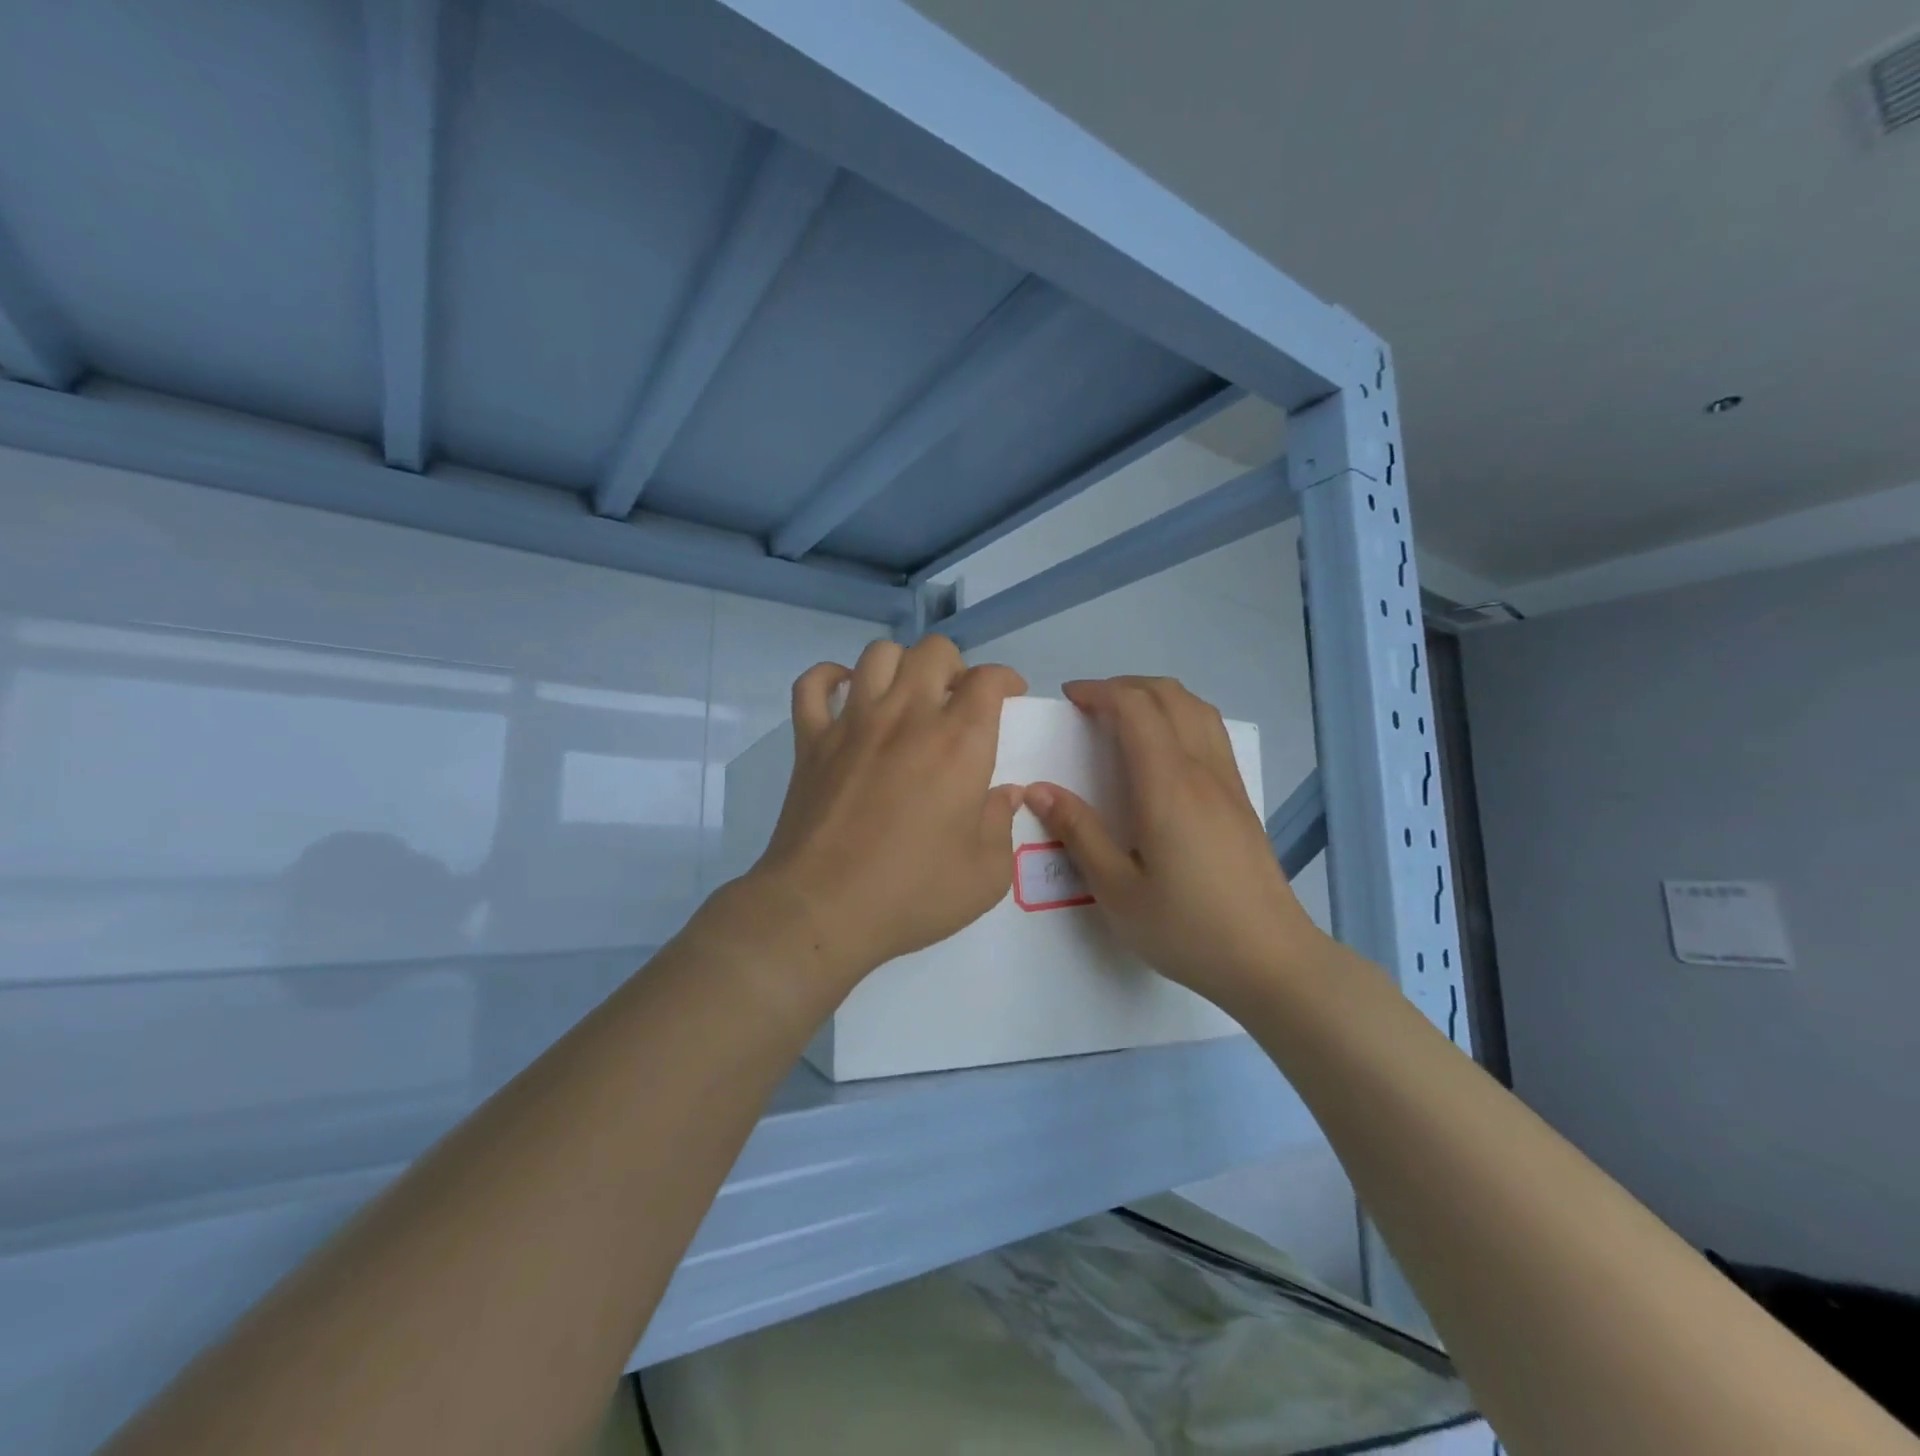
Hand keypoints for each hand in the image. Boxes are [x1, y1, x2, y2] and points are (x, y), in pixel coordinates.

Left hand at [736, 635, 1026, 991]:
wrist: (822, 910)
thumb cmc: (912, 894)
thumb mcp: (986, 873)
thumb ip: (1002, 823)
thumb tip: (1004, 794)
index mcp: (959, 743)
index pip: (988, 679)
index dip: (1005, 679)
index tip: (1009, 696)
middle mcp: (907, 716)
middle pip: (933, 651)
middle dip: (955, 666)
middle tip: (956, 699)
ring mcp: (853, 723)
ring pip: (878, 654)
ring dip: (900, 665)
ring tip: (906, 696)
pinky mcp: (810, 740)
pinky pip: (812, 685)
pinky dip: (830, 678)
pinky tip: (846, 694)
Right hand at [1025, 676, 1323, 1013]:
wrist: (1271, 960)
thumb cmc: (1187, 929)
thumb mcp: (1116, 891)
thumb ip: (1078, 833)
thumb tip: (1039, 789)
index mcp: (1167, 786)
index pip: (1135, 708)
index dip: (1099, 691)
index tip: (1068, 699)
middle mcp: (1201, 770)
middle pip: (1168, 695)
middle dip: (1124, 686)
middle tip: (1089, 706)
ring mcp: (1228, 782)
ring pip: (1196, 708)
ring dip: (1156, 697)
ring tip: (1124, 717)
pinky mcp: (1242, 799)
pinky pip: (1211, 732)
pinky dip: (1180, 716)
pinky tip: (1163, 750)